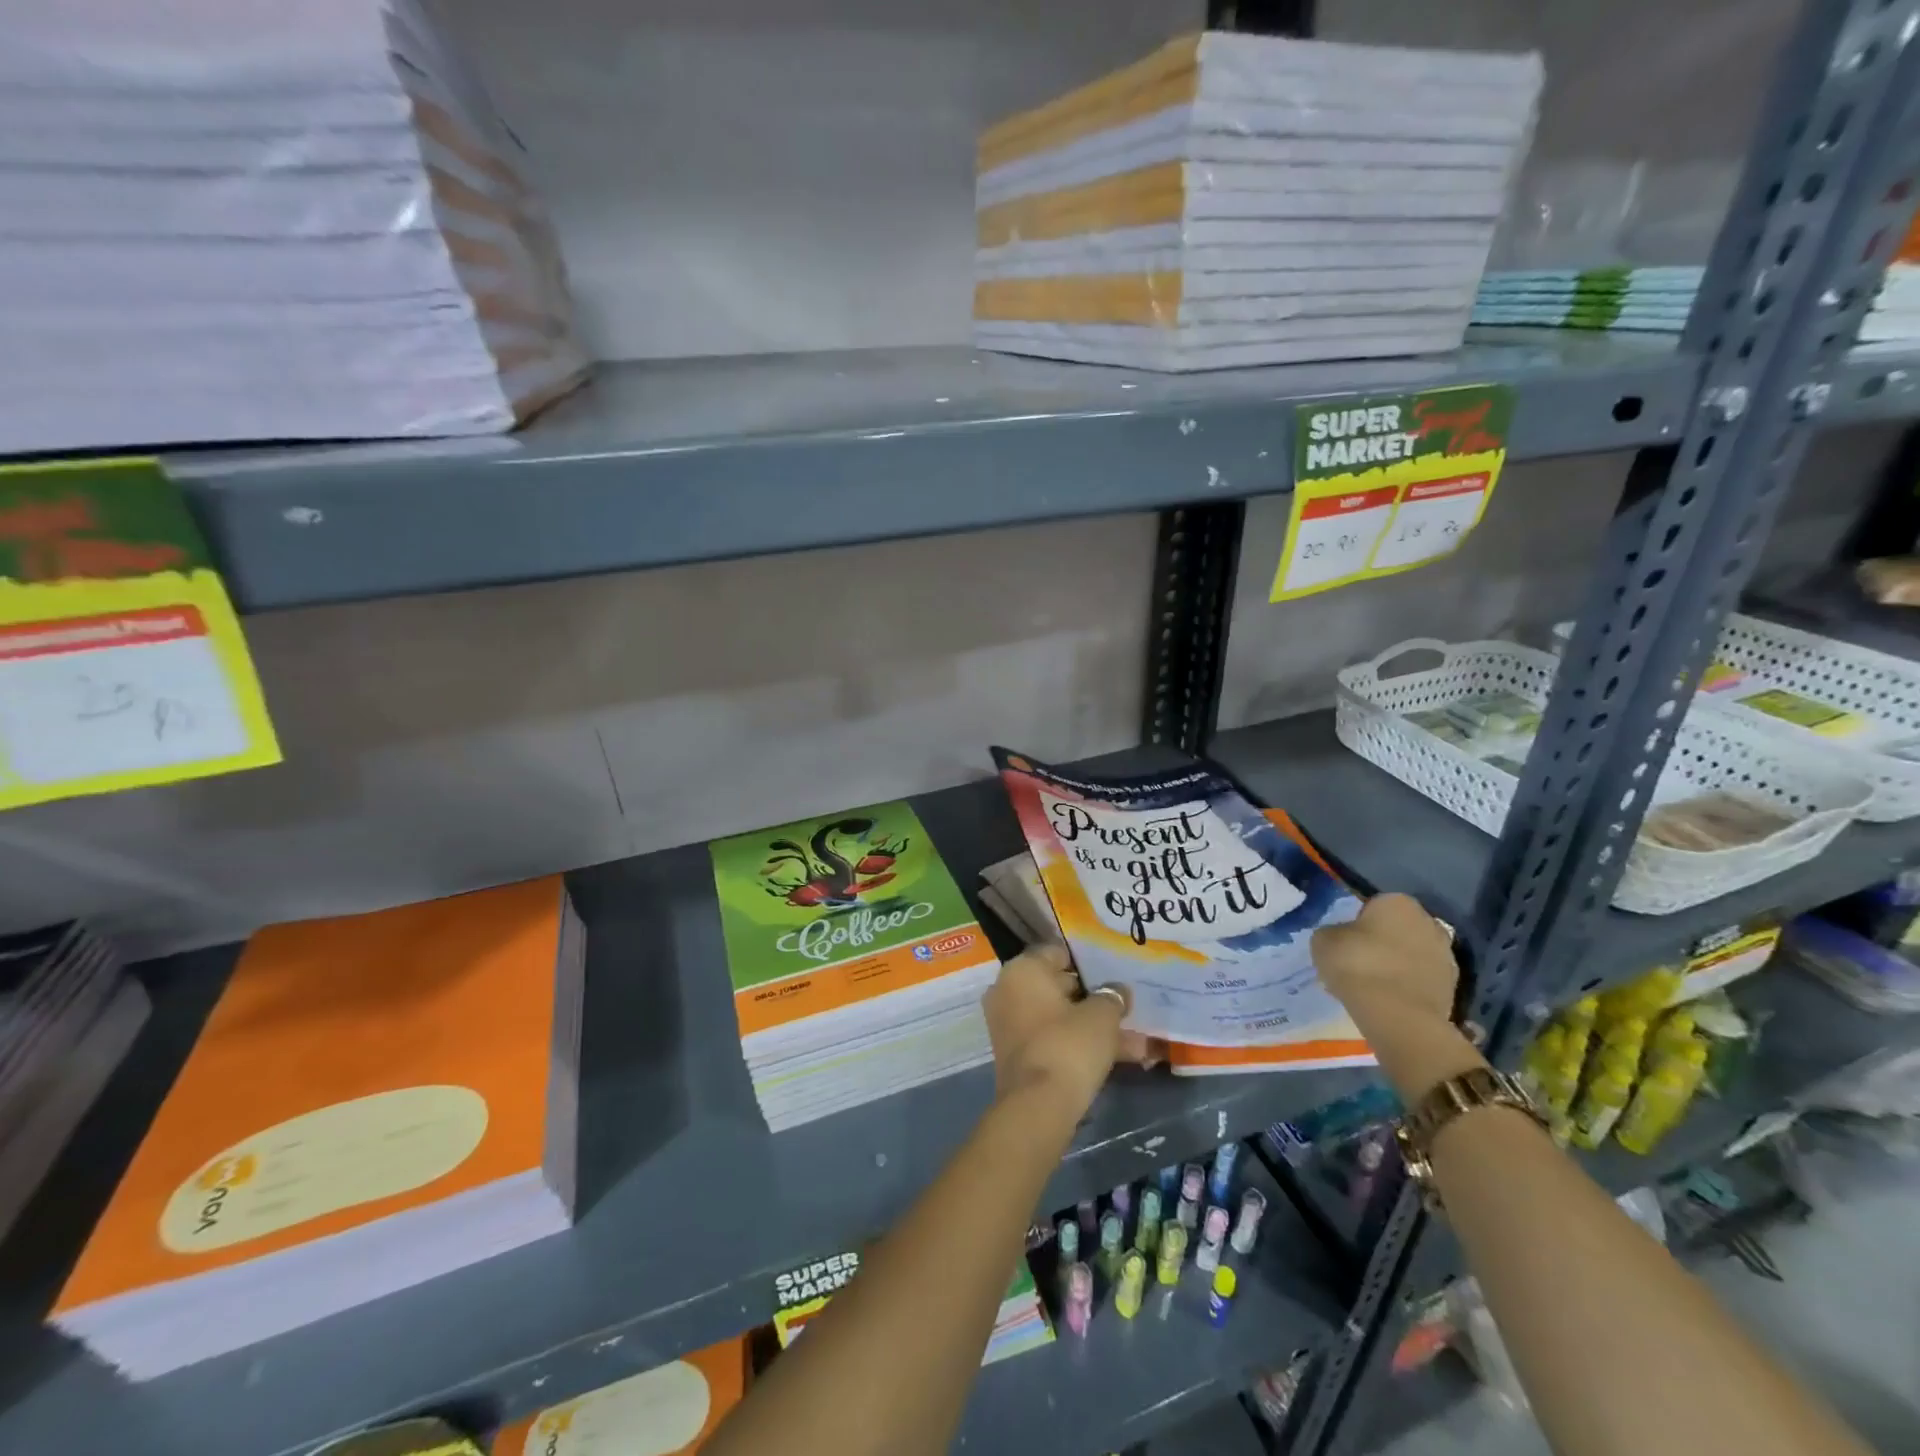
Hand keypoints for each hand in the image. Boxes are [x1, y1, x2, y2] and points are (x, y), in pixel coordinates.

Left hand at [981, 945, 1159, 1116]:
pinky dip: (1078, 1044)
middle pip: (1057, 985)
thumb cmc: (1069, 1045)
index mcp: (1023, 969)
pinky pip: (1052, 1038)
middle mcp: (1008, 990)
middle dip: (1093, 999)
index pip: (1057, 952)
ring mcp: (1008, 1023)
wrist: (1038, 1106)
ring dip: (1093, 1026)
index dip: (1087, 963)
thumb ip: (1112, 997)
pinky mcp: (1015, 1054)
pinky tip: (1117, 1057)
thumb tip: (1118, 990)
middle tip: (1125, 1007)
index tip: (1112, 973)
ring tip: (1135, 1041)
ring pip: (1059, 1016)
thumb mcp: (1102, 1016)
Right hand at [1312, 892, 1458, 1035]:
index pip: (1373, 905)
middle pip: (1398, 928)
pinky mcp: (1453, 987)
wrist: (1396, 1014)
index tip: (1346, 941)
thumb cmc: (1356, 964)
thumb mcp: (1324, 940)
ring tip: (1374, 984)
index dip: (1357, 923)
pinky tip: (1389, 999)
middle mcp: (1428, 921)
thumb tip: (1342, 937)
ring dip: (1398, 964)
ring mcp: (1446, 955)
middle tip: (1359, 961)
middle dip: (1382, 941)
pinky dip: (1409, 985)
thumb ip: (1334, 932)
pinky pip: (1422, 979)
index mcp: (1397, 902)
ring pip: (1413, 954)